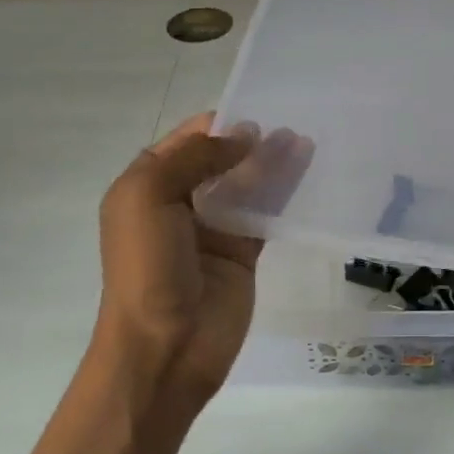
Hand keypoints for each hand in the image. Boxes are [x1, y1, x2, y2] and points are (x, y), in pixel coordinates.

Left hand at [93, 112, 309, 404]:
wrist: (165, 347)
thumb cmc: (147, 267)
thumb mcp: (150, 196)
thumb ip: (195, 158)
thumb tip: (244, 136)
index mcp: (147, 186)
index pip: (186, 142)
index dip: (218, 125)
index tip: (257, 107)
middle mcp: (179, 204)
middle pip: (220, 161)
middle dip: (250, 141)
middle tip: (288, 124)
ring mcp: (213, 230)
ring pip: (247, 186)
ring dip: (272, 164)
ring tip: (303, 141)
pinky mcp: (243, 254)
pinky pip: (266, 216)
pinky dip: (284, 195)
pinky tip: (306, 174)